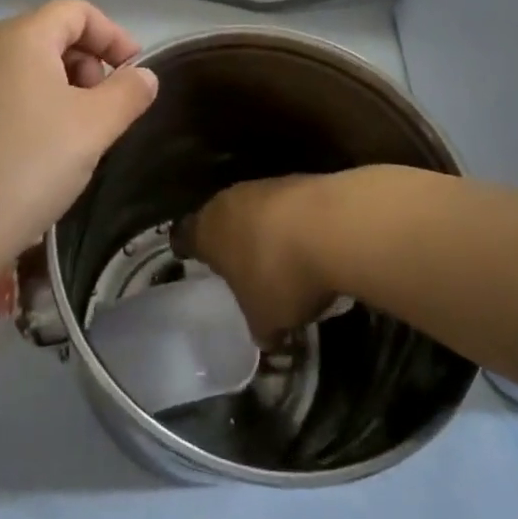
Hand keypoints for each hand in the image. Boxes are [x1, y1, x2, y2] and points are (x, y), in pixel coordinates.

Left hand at [0, 0, 157, 282]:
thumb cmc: (29, 167)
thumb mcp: (94, 127)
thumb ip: (128, 93)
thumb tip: (144, 76)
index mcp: (19, 37)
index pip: (76, 11)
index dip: (113, 35)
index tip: (135, 73)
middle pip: (51, 34)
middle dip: (89, 62)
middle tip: (106, 107)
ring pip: (28, 65)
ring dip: (64, 86)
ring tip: (78, 131)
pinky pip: (4, 90)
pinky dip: (34, 104)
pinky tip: (42, 148)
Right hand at [180, 172, 345, 345]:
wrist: (333, 226)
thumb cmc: (279, 276)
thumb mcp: (266, 319)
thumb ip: (259, 327)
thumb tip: (266, 338)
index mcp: (207, 231)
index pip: (184, 237)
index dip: (187, 248)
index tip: (189, 257)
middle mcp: (229, 200)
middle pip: (220, 217)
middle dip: (229, 239)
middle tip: (238, 264)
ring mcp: (265, 186)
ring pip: (255, 208)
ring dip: (264, 229)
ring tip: (278, 257)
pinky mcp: (299, 180)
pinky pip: (287, 206)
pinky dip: (293, 223)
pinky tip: (309, 245)